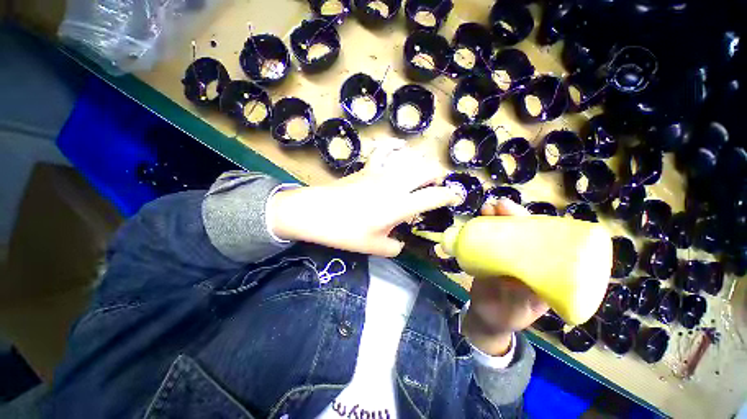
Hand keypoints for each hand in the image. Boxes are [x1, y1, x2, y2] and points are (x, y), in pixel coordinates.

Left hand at [268, 139, 461, 256]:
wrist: (317, 213)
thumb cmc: (346, 232)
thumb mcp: (374, 247)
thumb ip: (394, 246)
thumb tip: (399, 241)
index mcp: (401, 205)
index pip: (435, 196)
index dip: (450, 196)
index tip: (456, 198)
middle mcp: (396, 184)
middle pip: (427, 169)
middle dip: (438, 176)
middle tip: (436, 186)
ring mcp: (381, 172)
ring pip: (410, 158)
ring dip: (421, 163)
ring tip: (421, 172)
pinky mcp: (368, 167)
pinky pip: (385, 150)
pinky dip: (395, 146)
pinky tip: (400, 147)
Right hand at [462, 198, 548, 355]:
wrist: (486, 318)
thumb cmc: (510, 315)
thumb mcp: (521, 308)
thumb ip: (523, 296)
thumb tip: (519, 279)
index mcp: (546, 268)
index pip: (544, 238)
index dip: (531, 222)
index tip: (516, 212)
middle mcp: (528, 257)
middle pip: (523, 230)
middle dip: (511, 214)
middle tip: (498, 205)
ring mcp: (508, 255)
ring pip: (504, 231)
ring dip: (495, 217)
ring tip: (486, 208)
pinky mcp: (491, 255)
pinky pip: (488, 239)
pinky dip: (482, 227)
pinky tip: (476, 220)